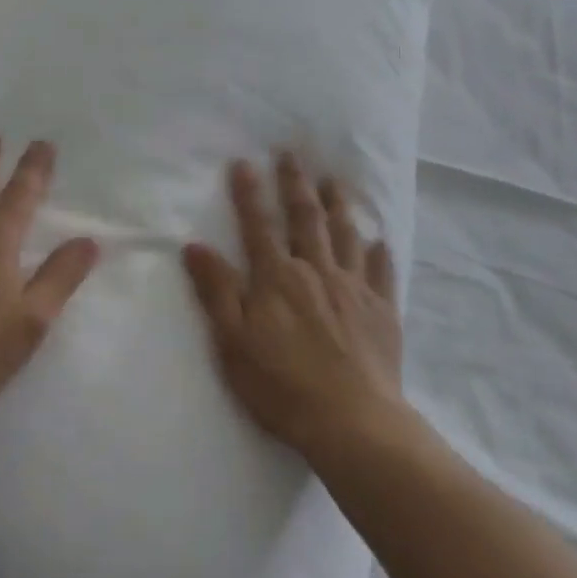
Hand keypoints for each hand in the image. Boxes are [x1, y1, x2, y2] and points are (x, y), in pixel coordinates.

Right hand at [183, 154, 403, 459]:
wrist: (353, 423)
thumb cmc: (282, 386)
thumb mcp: (233, 343)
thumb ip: (216, 291)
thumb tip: (194, 245)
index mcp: (277, 278)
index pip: (258, 226)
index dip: (249, 194)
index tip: (244, 162)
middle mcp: (316, 271)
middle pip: (305, 218)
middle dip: (296, 184)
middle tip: (292, 153)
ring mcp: (353, 288)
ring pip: (345, 235)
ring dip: (338, 205)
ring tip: (334, 181)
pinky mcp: (382, 311)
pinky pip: (381, 272)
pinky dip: (379, 253)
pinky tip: (379, 240)